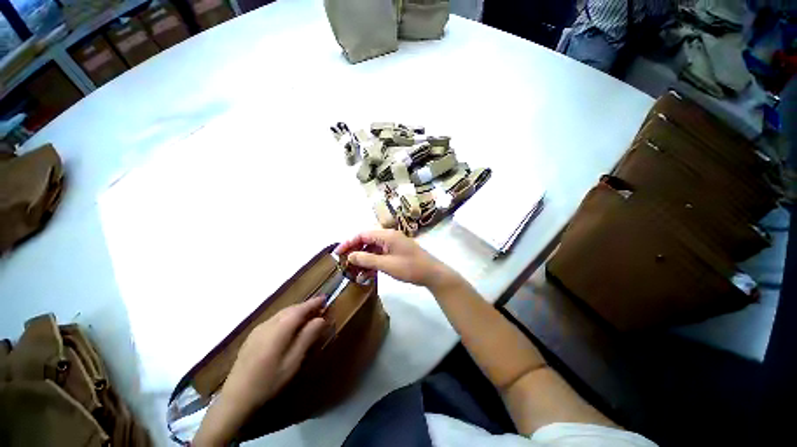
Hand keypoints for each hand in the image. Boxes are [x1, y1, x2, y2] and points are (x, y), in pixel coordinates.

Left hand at [194, 297, 327, 445]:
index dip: (313, 303)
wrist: (235, 399)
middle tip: (320, 308)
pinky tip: (289, 327)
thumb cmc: (268, 382)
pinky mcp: (252, 336)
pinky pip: (274, 319)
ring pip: (282, 313)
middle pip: (290, 309)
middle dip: (305, 306)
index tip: (325, 298)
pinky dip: (286, 318)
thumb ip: (307, 338)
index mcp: (279, 329)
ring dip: (296, 312)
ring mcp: (258, 329)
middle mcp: (268, 324)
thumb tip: (321, 319)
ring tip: (308, 316)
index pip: (300, 309)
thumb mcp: (292, 362)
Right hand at [335, 229, 457, 291]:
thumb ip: (367, 259)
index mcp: (387, 235)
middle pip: (367, 240)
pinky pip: (380, 253)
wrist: (432, 273)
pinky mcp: (397, 251)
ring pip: (373, 248)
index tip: (337, 253)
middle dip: (355, 251)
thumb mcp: (386, 265)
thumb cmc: (410, 268)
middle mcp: (389, 236)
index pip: (362, 234)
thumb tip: (350, 255)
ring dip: (363, 258)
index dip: (349, 242)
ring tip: (354, 270)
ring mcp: (393, 243)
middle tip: (344, 263)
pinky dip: (373, 261)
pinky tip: (367, 272)